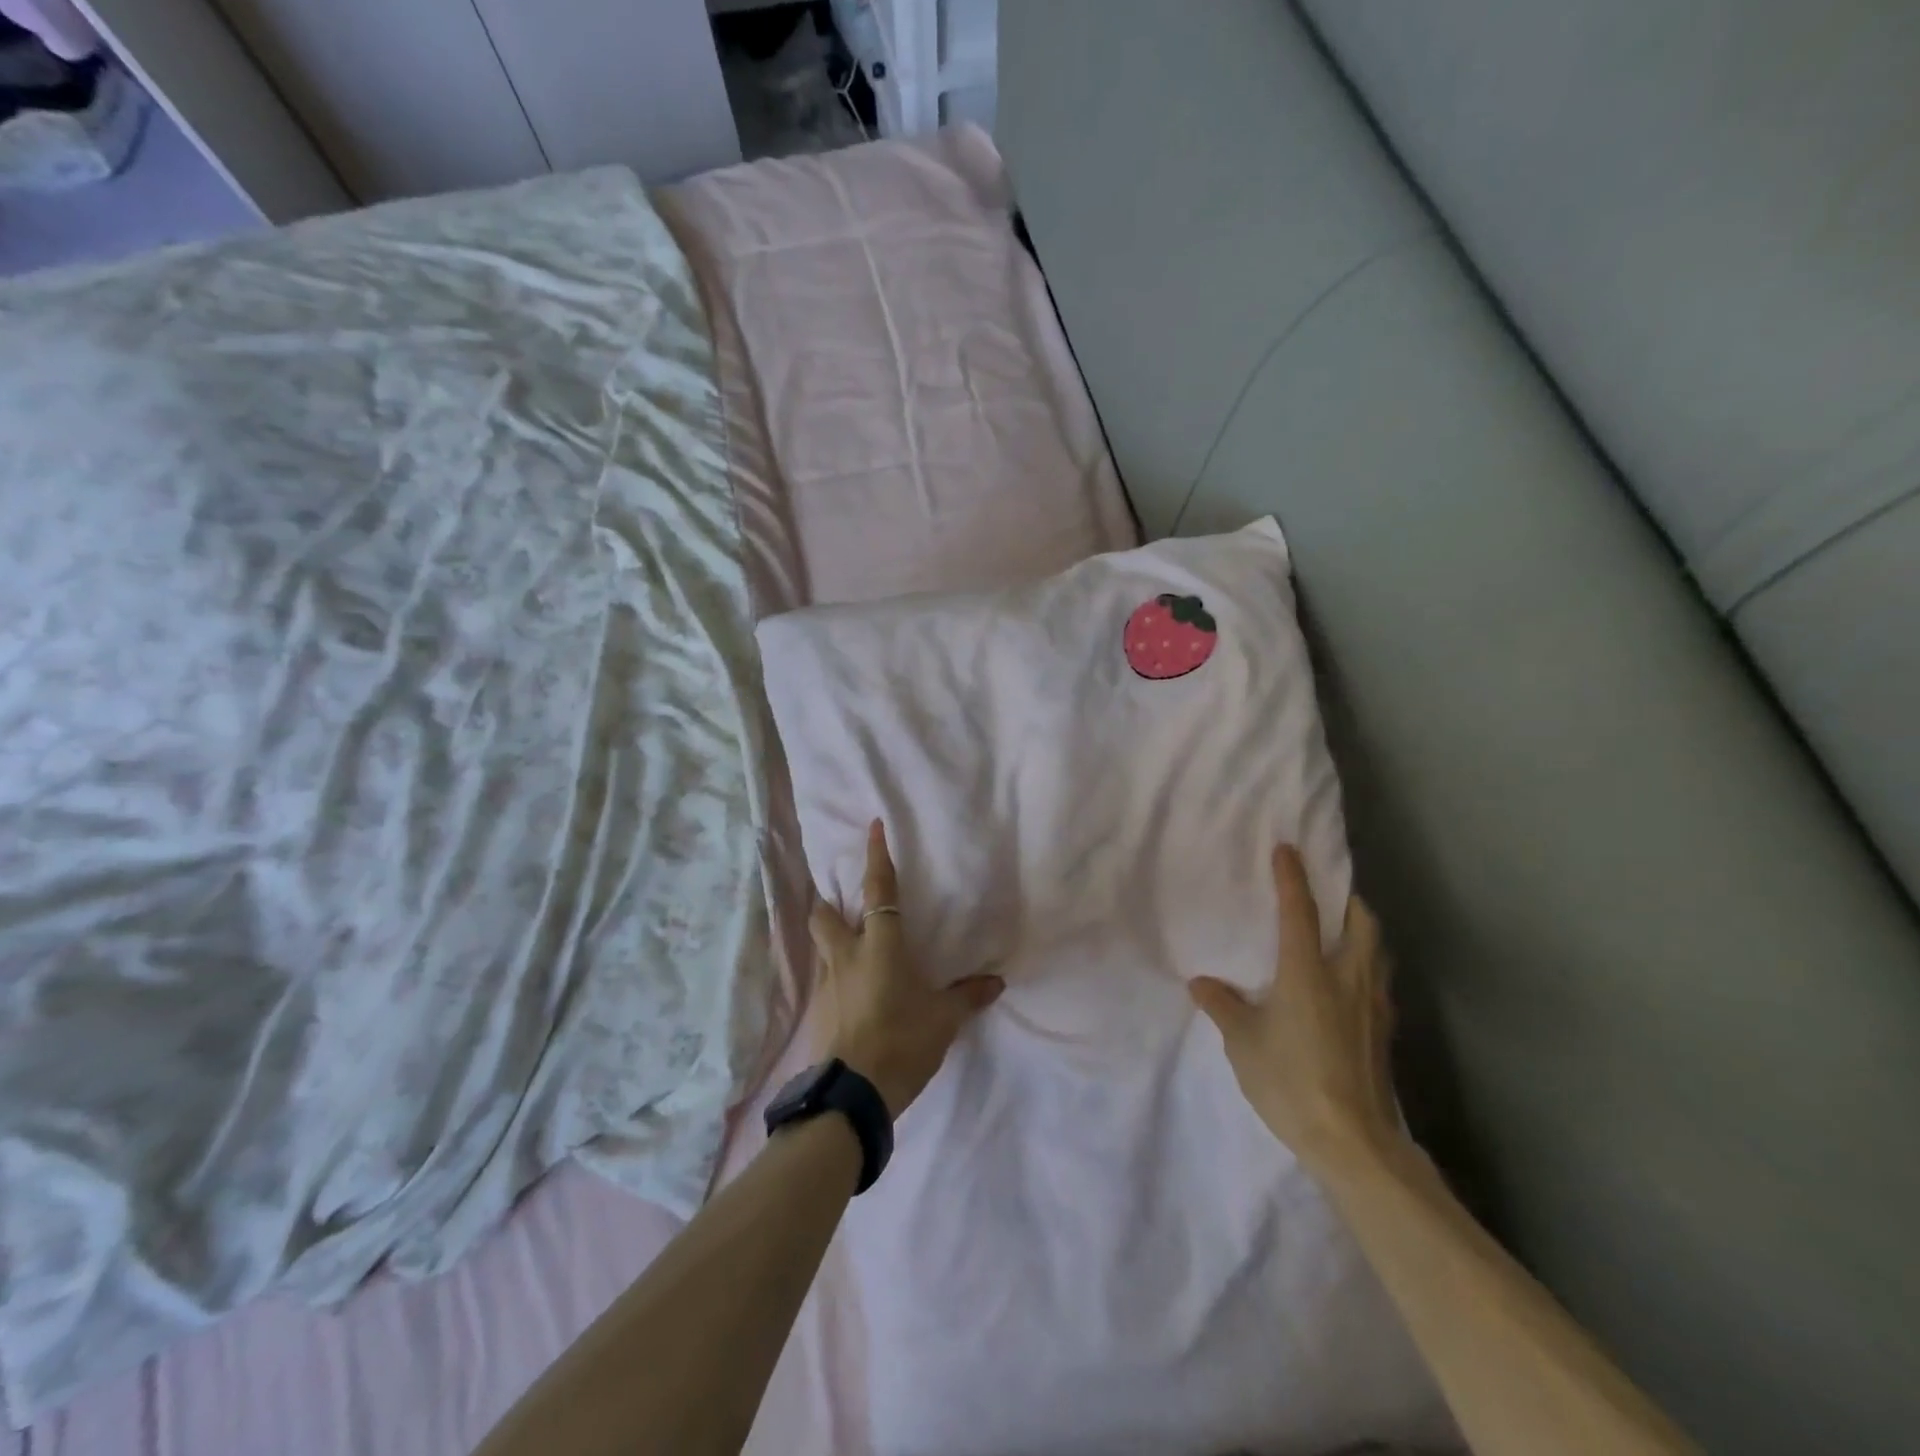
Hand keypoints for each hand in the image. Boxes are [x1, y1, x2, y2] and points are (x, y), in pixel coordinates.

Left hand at [809, 819, 1003, 1116]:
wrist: (854, 1094)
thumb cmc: (902, 1041)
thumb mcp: (943, 1019)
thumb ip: (967, 996)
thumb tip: (996, 982)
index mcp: (879, 946)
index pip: (878, 891)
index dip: (876, 857)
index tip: (873, 827)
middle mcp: (846, 956)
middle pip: (825, 915)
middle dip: (828, 901)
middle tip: (839, 900)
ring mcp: (827, 985)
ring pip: (820, 947)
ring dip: (829, 937)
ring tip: (847, 945)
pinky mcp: (818, 1012)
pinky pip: (824, 980)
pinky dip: (834, 975)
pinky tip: (850, 991)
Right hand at [1189, 844, 1402, 1176]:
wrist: (1353, 1141)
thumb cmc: (1290, 1080)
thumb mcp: (1243, 1042)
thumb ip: (1223, 1006)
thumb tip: (1201, 982)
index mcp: (1308, 972)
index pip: (1300, 911)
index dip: (1292, 877)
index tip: (1288, 849)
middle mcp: (1347, 978)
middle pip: (1361, 923)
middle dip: (1347, 900)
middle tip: (1330, 894)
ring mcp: (1373, 1006)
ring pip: (1376, 951)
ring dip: (1362, 932)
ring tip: (1343, 934)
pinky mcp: (1384, 1032)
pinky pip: (1379, 982)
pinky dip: (1367, 968)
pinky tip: (1350, 988)